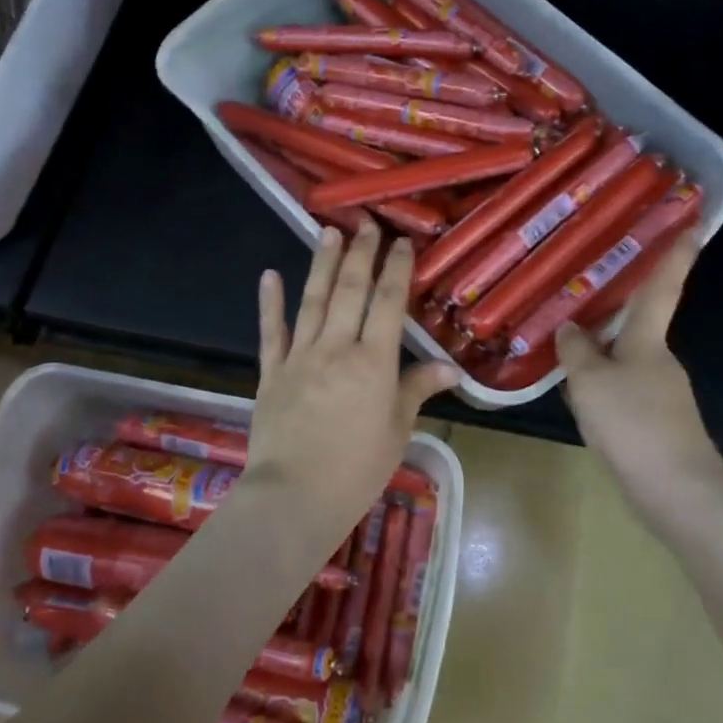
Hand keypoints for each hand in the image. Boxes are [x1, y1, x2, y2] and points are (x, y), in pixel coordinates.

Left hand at [245, 221, 459, 539]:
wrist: (294, 497)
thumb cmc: (357, 469)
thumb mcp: (397, 430)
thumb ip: (418, 390)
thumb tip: (452, 368)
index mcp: (374, 362)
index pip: (389, 303)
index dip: (397, 269)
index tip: (402, 243)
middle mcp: (336, 348)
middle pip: (350, 291)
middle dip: (360, 254)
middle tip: (366, 225)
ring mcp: (299, 357)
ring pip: (313, 301)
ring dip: (321, 264)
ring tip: (328, 232)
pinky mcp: (271, 373)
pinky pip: (272, 332)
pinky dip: (270, 303)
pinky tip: (270, 275)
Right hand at [556, 234, 722, 514]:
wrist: (674, 491)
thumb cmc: (633, 424)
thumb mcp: (591, 382)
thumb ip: (576, 352)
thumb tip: (569, 328)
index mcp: (649, 340)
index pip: (662, 287)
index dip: (676, 254)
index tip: (691, 221)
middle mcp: (659, 360)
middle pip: (635, 325)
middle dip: (612, 309)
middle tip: (579, 289)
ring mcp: (660, 392)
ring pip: (623, 360)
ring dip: (599, 353)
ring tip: (560, 344)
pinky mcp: (654, 422)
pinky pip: (620, 390)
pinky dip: (599, 386)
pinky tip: (575, 397)